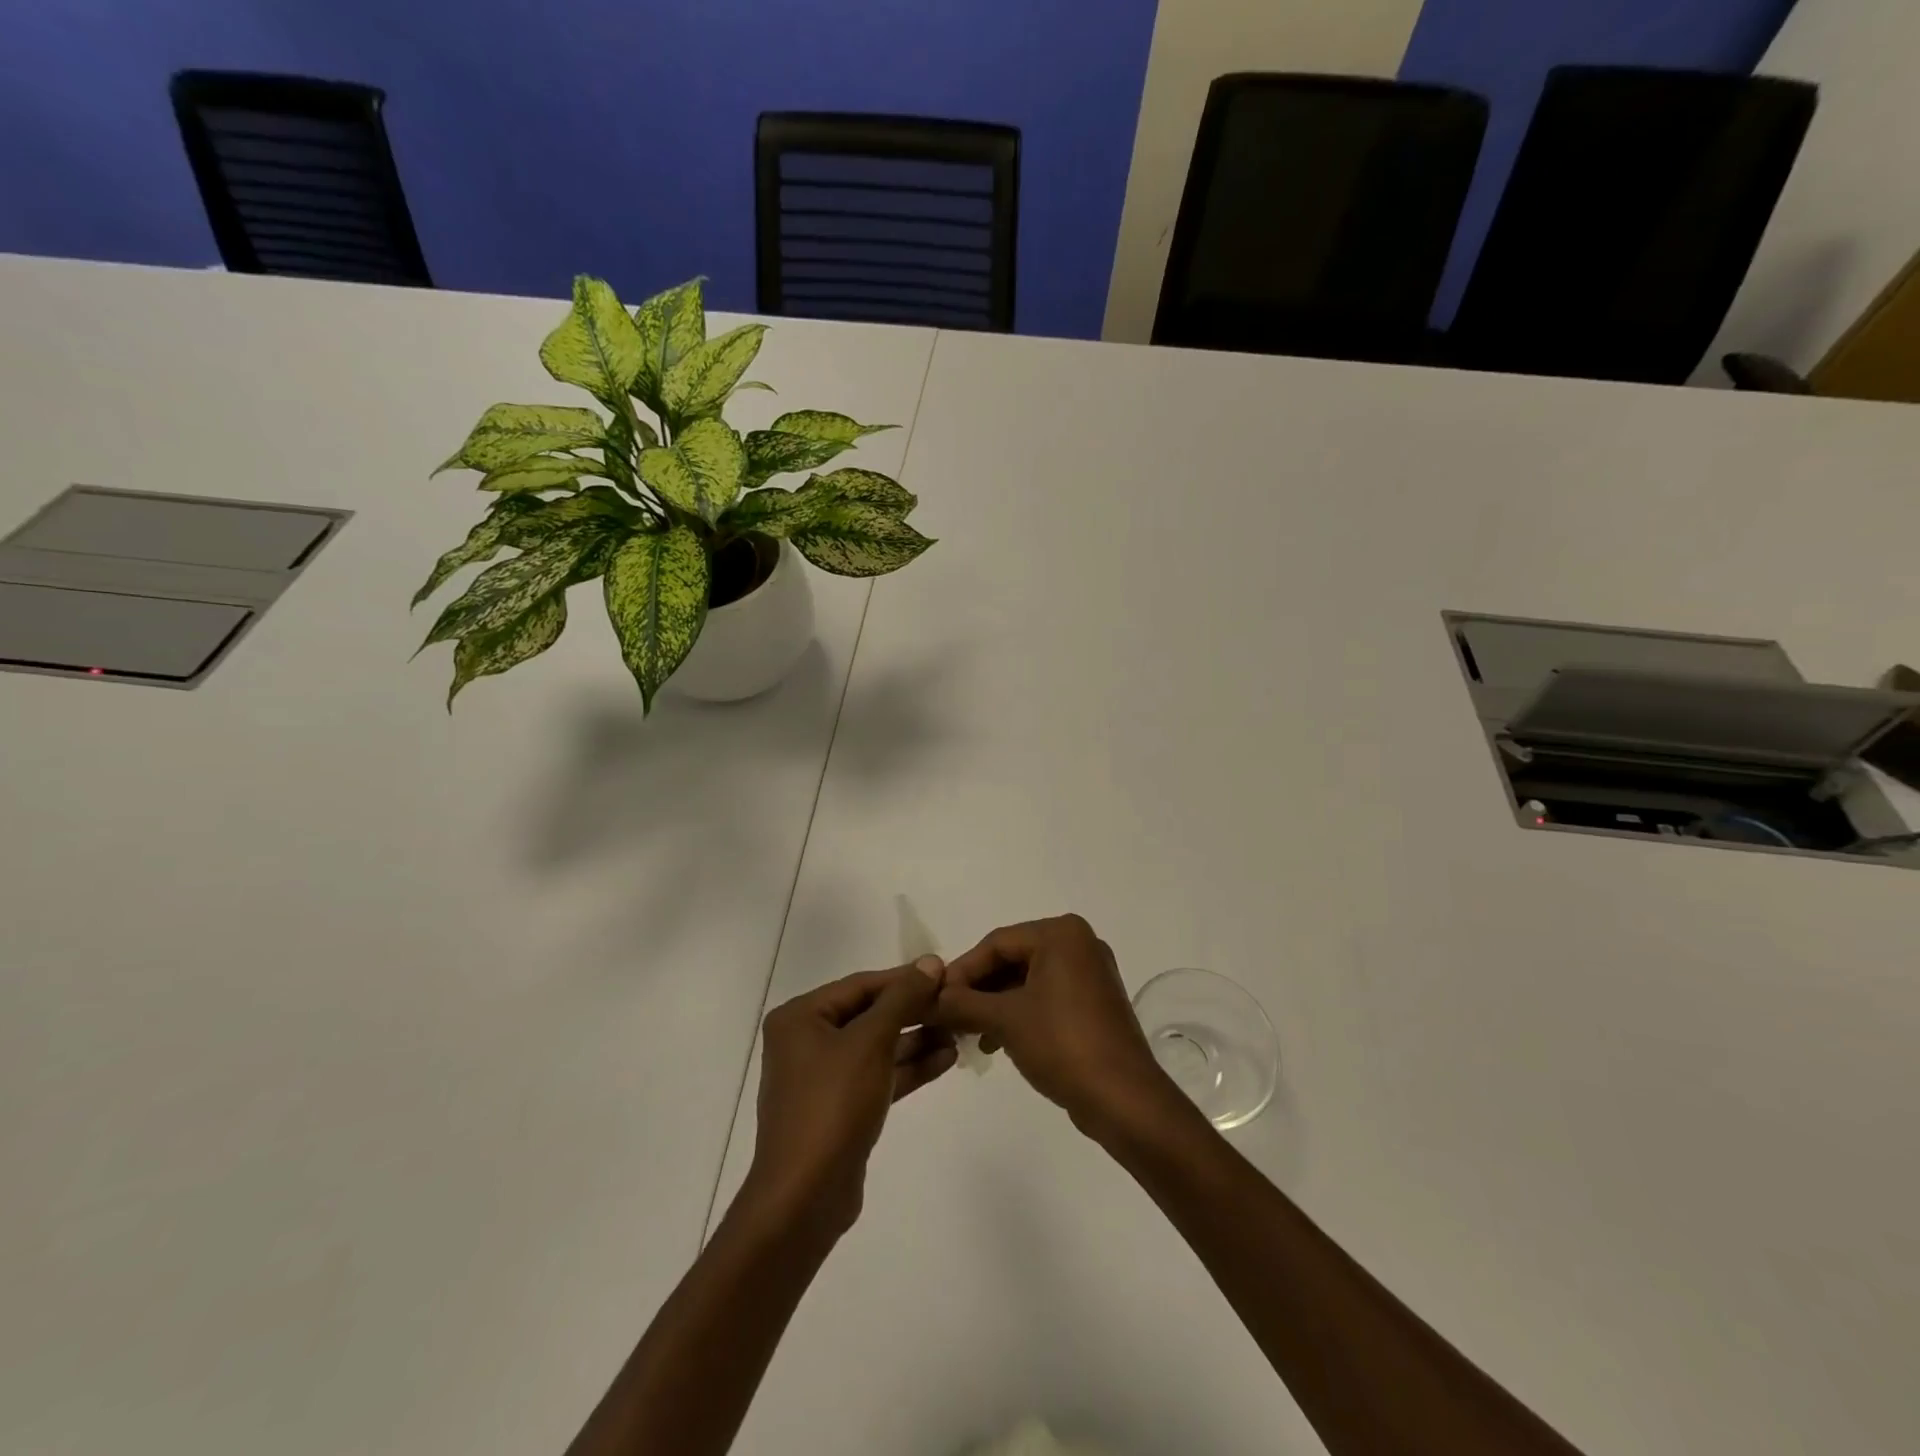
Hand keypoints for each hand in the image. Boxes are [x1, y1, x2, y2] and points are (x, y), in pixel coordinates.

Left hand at [745, 960, 955, 1238]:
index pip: (861, 985)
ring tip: (958, 1032)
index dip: (904, 979)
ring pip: (876, 1047)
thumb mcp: (871, 1042)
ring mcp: (822, 1077)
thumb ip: (902, 998)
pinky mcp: (839, 1108)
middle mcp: (806, 1041)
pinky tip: (946, 1059)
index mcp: (800, 1017)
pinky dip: (908, 1067)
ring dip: (916, 1040)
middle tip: (955, 1005)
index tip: (945, 974)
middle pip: (869, 1014)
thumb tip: (929, 962)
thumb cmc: (832, 1105)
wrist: (804, 1198)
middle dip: (913, 1011)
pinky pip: (878, 1075)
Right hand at [931, 915, 1180, 1137]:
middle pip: (1012, 959)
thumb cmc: (1062, 1044)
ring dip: (995, 1005)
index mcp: (1061, 934)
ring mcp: (1090, 974)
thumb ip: (962, 1003)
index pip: (997, 943)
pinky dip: (1020, 1014)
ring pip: (1028, 980)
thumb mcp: (1005, 1020)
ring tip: (970, 1034)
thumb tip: (928, 998)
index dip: (962, 970)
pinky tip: (997, 1042)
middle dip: (979, 989)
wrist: (1123, 1099)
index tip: (935, 998)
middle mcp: (1079, 944)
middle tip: (949, 1015)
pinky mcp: (1095, 1003)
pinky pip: (1046, 997)